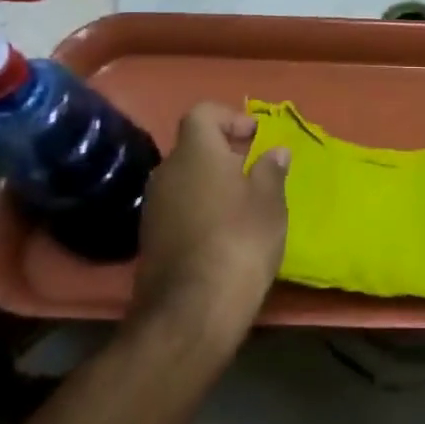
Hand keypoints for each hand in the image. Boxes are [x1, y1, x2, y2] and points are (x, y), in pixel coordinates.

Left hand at [129, 104, 288, 355]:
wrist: (191, 311)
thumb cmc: (240, 241)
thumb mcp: (270, 203)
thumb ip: (271, 171)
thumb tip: (274, 151)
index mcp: (196, 152)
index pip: (203, 113)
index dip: (230, 118)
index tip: (255, 138)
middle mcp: (167, 171)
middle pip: (193, 146)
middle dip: (224, 153)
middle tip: (255, 171)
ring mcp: (153, 205)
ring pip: (185, 178)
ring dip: (211, 182)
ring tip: (243, 204)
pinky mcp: (150, 237)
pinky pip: (178, 206)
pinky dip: (199, 208)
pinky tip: (222, 232)